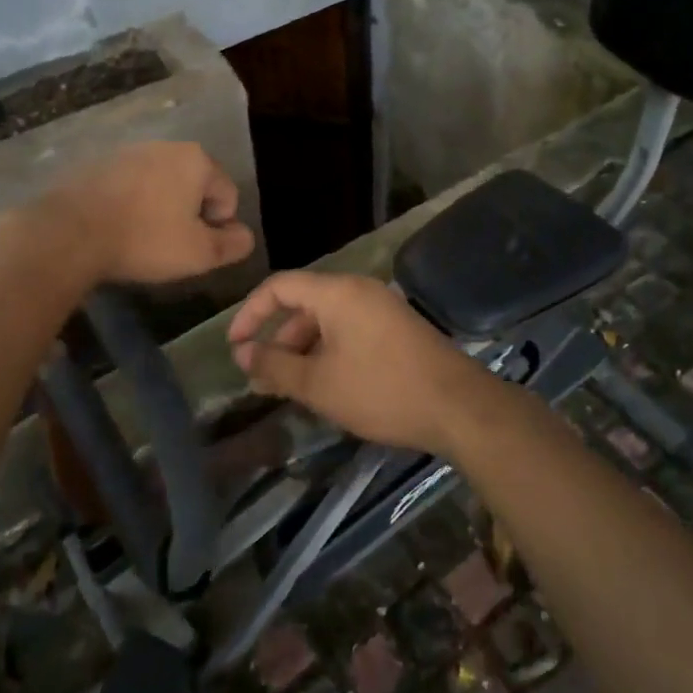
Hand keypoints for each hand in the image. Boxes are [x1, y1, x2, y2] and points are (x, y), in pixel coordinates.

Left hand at [45, 141, 255, 284]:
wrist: (69, 233)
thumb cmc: (145, 240)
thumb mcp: (199, 253)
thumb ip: (232, 244)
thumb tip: (246, 236)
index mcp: (197, 160)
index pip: (228, 194)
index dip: (219, 225)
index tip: (196, 247)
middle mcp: (166, 146)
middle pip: (195, 184)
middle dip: (190, 213)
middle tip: (172, 244)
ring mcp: (129, 152)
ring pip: (161, 184)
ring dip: (161, 208)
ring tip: (143, 238)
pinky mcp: (98, 164)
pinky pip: (130, 186)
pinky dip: (132, 204)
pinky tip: (118, 228)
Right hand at [227, 271, 505, 457]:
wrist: (457, 406)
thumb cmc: (380, 390)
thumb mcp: (318, 384)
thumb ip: (275, 366)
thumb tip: (243, 353)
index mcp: (337, 292)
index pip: (279, 286)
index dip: (250, 313)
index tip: (234, 346)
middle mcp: (359, 290)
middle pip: (304, 304)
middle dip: (278, 340)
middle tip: (263, 379)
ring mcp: (382, 307)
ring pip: (328, 321)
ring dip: (304, 350)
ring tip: (291, 390)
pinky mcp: (397, 328)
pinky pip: (351, 331)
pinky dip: (330, 352)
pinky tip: (327, 386)